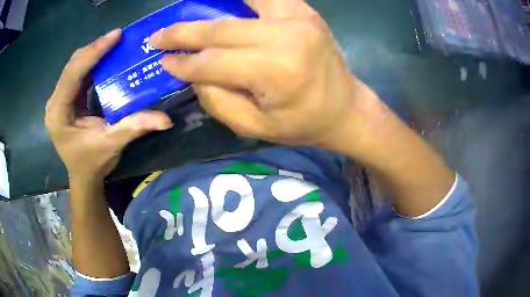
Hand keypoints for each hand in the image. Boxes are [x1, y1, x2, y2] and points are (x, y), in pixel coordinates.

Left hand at [45, 29, 172, 182]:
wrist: (83, 177)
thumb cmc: (92, 164)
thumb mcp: (112, 145)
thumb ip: (134, 128)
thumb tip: (166, 119)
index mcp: (59, 114)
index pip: (73, 75)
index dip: (93, 53)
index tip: (115, 35)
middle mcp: (55, 103)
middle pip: (72, 66)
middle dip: (94, 49)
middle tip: (117, 37)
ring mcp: (59, 100)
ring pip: (74, 67)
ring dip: (93, 54)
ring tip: (114, 43)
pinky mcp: (66, 99)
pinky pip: (78, 74)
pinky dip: (92, 64)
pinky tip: (105, 58)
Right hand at [149, 0, 373, 146]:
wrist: (344, 108)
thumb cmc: (302, 123)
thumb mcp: (255, 126)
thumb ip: (216, 99)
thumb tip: (192, 72)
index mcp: (275, 71)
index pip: (212, 62)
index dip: (183, 63)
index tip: (162, 61)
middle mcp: (286, 36)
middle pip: (220, 30)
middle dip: (182, 33)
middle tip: (157, 36)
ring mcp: (298, 18)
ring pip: (241, 3)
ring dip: (207, 8)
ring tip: (184, 13)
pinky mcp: (304, 10)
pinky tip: (223, 4)